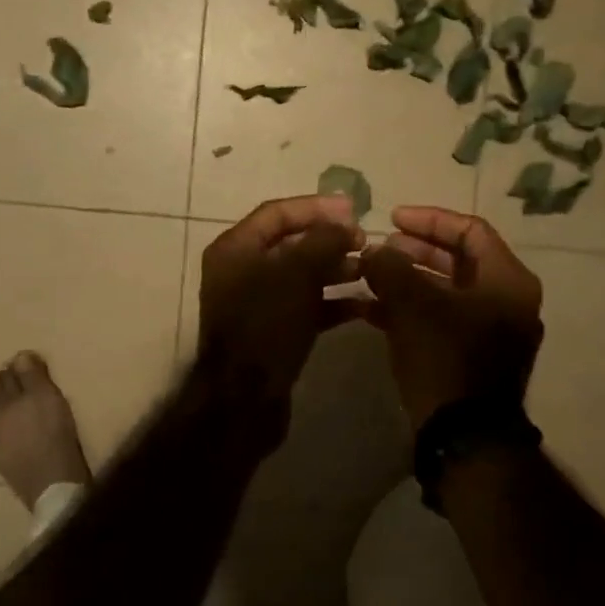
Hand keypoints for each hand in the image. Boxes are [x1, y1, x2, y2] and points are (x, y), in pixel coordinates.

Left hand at [197, 195, 363, 415]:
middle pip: (290, 244)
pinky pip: (305, 307)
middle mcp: (241, 271)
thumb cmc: (266, 324)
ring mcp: (256, 304)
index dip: (316, 207)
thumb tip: (345, 226)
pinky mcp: (272, 332)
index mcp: (235, 248)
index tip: (354, 210)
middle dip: (329, 240)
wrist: (244, 398)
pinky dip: (332, 303)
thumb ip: (323, 241)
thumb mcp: (296, 273)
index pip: (277, 213)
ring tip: (369, 270)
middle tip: (366, 242)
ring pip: (300, 276)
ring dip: (335, 270)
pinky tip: (364, 305)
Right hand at [358, 206, 543, 430]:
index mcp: (507, 281)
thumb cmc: (446, 359)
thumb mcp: (413, 306)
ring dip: (406, 280)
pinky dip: (410, 309)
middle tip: (378, 249)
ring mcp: (491, 331)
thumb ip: (391, 268)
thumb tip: (374, 250)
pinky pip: (441, 319)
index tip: (392, 218)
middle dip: (413, 251)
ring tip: (368, 276)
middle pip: (458, 260)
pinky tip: (371, 309)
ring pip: (445, 291)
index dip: (429, 219)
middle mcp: (506, 301)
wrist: (464, 437)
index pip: (470, 231)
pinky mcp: (472, 356)